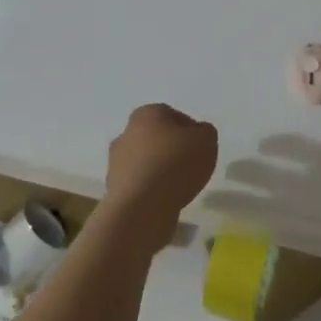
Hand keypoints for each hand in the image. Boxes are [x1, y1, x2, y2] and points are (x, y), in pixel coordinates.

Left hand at [102, 103, 218, 255]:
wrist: (142, 207)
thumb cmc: (176, 164)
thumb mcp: (206, 141)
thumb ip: (205, 132)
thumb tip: (197, 134)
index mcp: (147, 113)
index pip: (173, 116)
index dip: (189, 132)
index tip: (200, 148)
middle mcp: (127, 132)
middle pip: (155, 138)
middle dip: (170, 150)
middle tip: (189, 166)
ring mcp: (116, 161)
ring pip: (144, 162)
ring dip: (158, 171)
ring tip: (178, 188)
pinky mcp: (113, 188)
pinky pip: (138, 185)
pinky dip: (149, 190)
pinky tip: (163, 201)